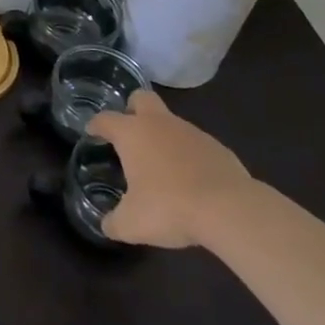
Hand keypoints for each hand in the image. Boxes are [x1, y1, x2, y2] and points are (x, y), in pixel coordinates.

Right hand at [86, 89, 253, 247]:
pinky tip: (192, 181)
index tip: (92, 132)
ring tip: (163, 168)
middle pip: (141, 98)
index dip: (95, 125)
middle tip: (130, 134)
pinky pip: (196, 145)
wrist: (232, 211)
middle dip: (133, 110)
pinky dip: (190, 157)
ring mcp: (193, 133)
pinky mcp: (219, 148)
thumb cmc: (170, 207)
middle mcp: (160, 124)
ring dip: (164, 138)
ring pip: (172, 123)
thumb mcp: (132, 224)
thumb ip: (114, 222)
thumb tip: (108, 225)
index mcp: (132, 133)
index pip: (105, 119)